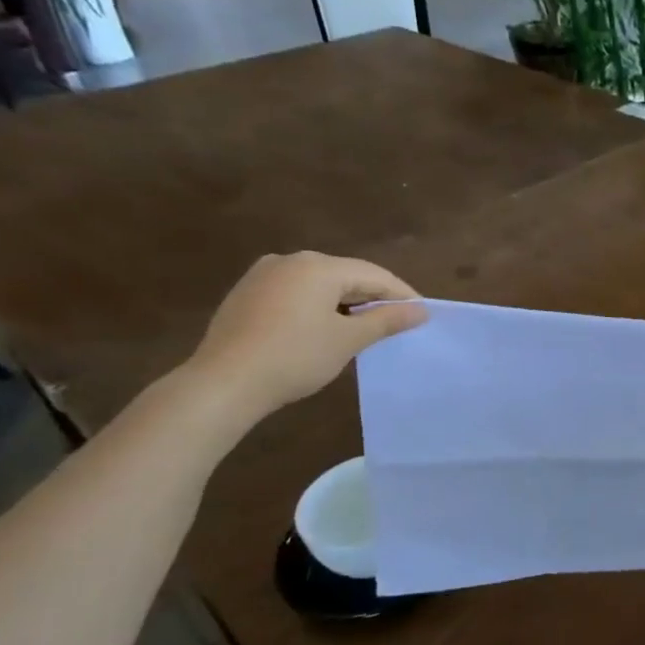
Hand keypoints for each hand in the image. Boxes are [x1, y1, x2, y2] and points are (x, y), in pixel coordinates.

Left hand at [183, 252, 424, 421]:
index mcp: (318, 266)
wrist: (223, 384)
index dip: (401, 294)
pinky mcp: (246, 294)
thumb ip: (387, 320)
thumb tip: (420, 310)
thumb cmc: (295, 357)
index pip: (374, 274)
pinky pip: (295, 293)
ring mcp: (263, 275)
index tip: (422, 315)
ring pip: (319, 284)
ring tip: (363, 328)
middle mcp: (290, 260)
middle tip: (396, 323)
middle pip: (346, 275)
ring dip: (345, 303)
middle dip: (373, 297)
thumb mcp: (348, 340)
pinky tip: (323, 329)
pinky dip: (317, 306)